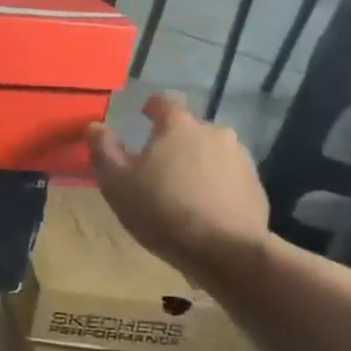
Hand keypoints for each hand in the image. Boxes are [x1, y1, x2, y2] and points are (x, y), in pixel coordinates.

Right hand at [86, 91, 270, 286]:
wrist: (225, 250)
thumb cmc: (161, 210)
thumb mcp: (117, 184)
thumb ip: (103, 150)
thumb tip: (94, 126)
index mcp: (178, 126)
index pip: (165, 101)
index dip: (152, 107)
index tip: (143, 116)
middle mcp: (214, 132)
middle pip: (189, 129)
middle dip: (173, 142)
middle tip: (157, 167)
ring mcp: (240, 158)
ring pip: (210, 152)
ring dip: (196, 163)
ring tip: (182, 191)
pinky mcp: (255, 185)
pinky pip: (228, 176)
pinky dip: (215, 185)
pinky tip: (204, 209)